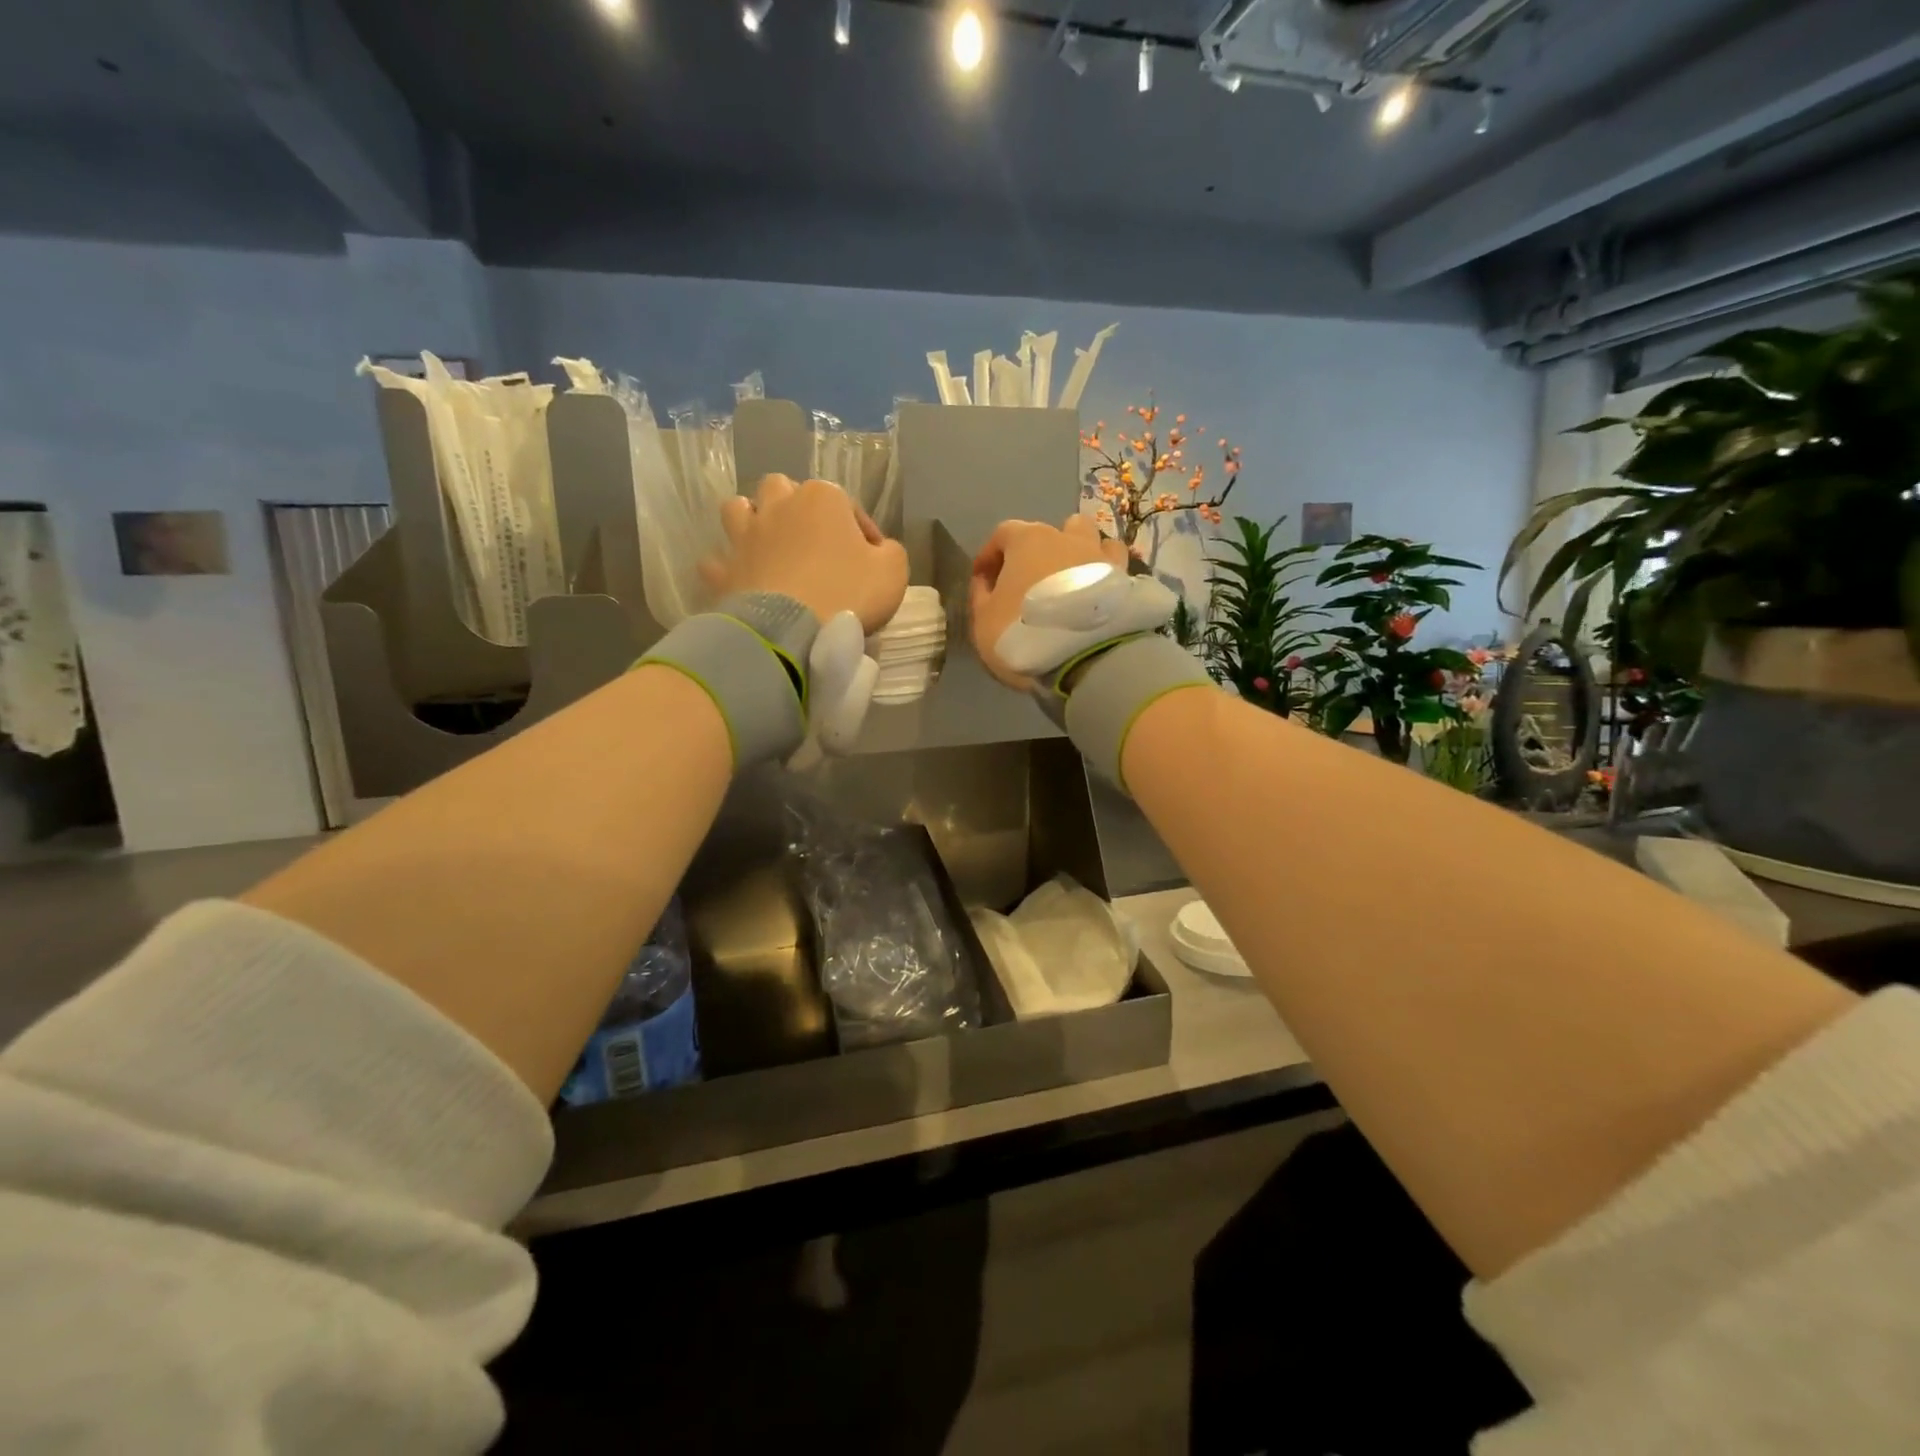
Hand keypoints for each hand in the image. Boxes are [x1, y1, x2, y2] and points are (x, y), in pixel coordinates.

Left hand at [704, 475, 908, 633]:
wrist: (791, 631)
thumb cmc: (848, 593)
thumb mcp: (894, 571)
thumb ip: (889, 552)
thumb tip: (879, 550)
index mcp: (822, 498)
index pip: (848, 505)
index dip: (862, 532)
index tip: (872, 560)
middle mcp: (778, 506)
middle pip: (782, 490)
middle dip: (795, 508)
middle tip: (812, 541)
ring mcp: (744, 536)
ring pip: (738, 510)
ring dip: (751, 522)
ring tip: (768, 547)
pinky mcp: (723, 570)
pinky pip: (717, 561)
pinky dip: (727, 568)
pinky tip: (740, 579)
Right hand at [970, 515, 1128, 688]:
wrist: (1084, 658)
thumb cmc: (1023, 633)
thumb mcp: (982, 621)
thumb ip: (980, 596)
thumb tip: (985, 582)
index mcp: (1028, 541)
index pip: (1004, 533)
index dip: (990, 554)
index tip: (983, 578)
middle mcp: (1067, 538)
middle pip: (1051, 531)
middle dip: (1038, 551)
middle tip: (1029, 580)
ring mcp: (1101, 556)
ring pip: (1091, 540)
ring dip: (1078, 554)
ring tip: (1070, 581)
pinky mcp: (1125, 580)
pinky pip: (1115, 567)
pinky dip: (1103, 575)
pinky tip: (1097, 595)